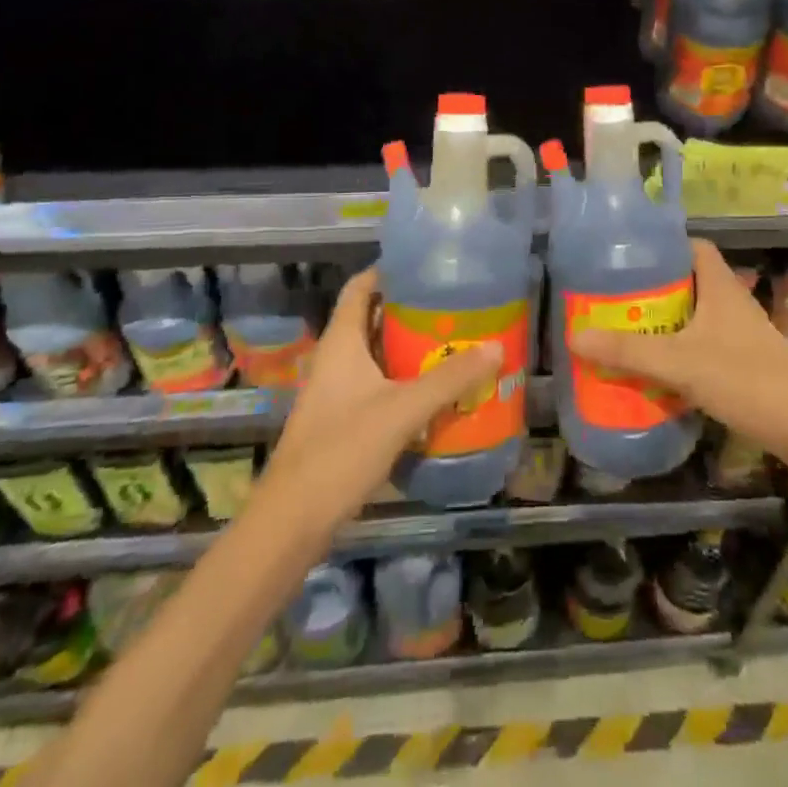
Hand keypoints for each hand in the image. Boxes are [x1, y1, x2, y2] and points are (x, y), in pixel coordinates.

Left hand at [258, 266, 503, 534]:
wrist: (292, 522)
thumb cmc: (341, 450)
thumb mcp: (402, 410)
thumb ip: (449, 379)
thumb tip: (496, 347)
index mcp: (341, 341)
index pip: (361, 286)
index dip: (390, 270)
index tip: (428, 266)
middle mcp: (336, 358)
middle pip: (373, 318)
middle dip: (411, 310)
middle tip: (454, 305)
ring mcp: (336, 391)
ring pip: (377, 354)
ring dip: (410, 347)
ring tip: (454, 341)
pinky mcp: (342, 419)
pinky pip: (377, 384)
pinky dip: (404, 379)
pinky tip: (435, 390)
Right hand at [570, 239, 787, 455]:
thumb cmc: (746, 380)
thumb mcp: (680, 363)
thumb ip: (629, 351)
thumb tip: (575, 336)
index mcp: (720, 285)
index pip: (692, 246)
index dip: (663, 245)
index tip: (627, 256)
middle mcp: (731, 302)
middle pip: (687, 281)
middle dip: (652, 288)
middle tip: (614, 299)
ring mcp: (740, 333)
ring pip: (695, 316)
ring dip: (664, 322)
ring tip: (625, 332)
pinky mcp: (744, 362)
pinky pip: (703, 344)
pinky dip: (679, 351)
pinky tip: (656, 370)